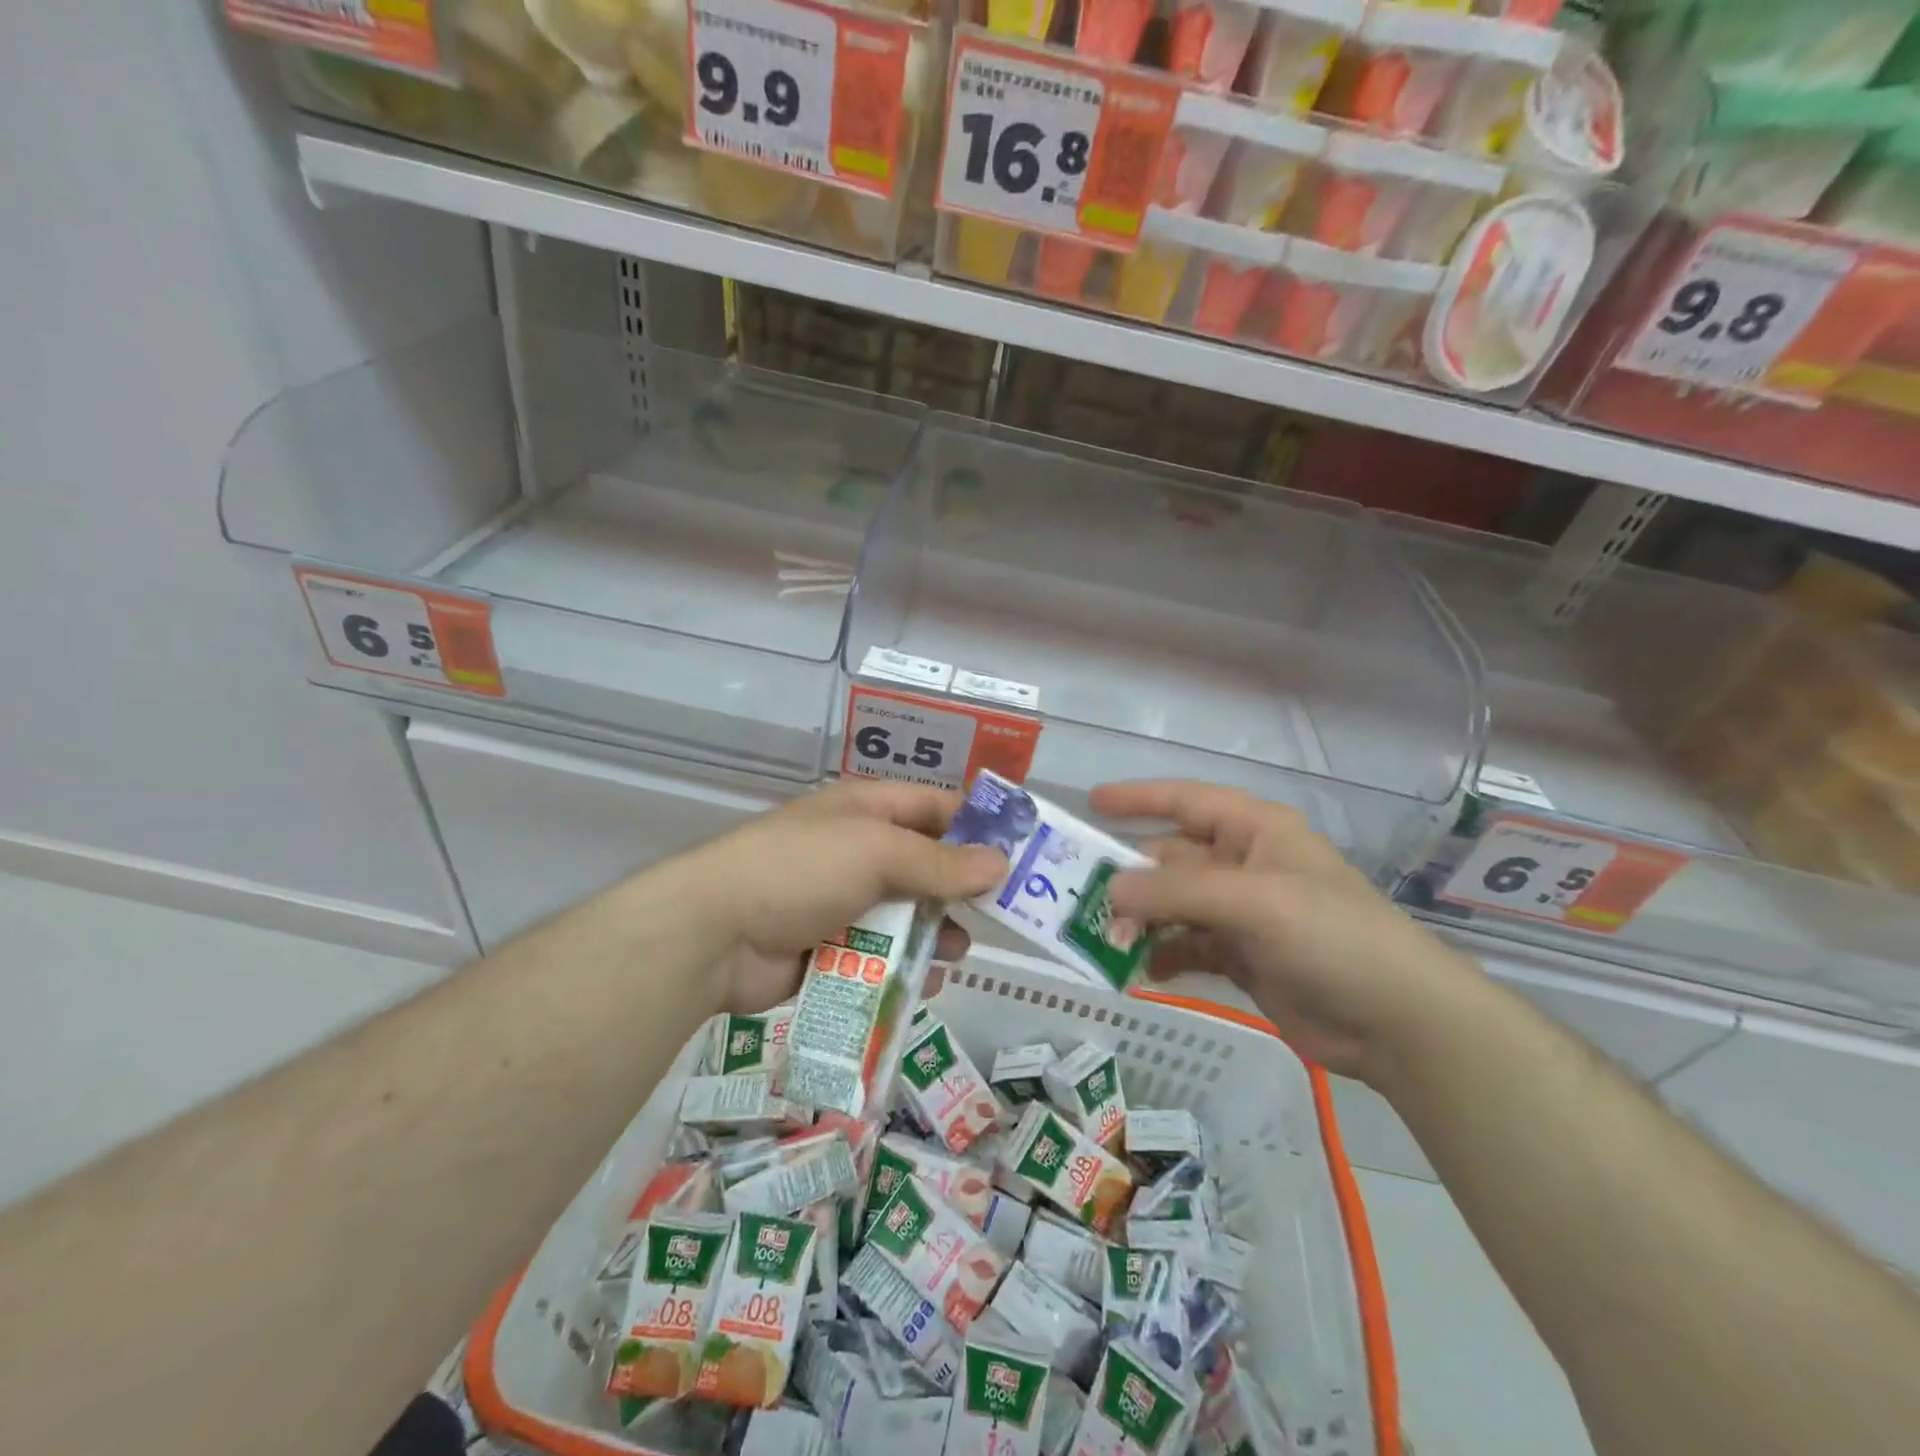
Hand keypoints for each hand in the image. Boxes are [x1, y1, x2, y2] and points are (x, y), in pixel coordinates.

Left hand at [683, 780, 1008, 1015]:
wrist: (715, 934)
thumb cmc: (801, 870)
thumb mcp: (876, 852)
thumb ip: (940, 863)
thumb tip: (1001, 863)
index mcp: (867, 810)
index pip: (935, 806)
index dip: (977, 824)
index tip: (1021, 850)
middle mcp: (859, 851)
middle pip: (926, 864)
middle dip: (961, 888)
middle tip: (1004, 913)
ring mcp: (844, 901)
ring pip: (908, 914)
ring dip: (935, 931)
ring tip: (958, 951)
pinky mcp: (833, 948)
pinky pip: (883, 954)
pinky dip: (906, 964)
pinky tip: (927, 980)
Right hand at [1091, 780, 1486, 1087]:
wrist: (1398, 1022)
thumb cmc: (1333, 937)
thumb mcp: (1256, 901)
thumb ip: (1178, 891)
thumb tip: (1109, 891)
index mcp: (1255, 831)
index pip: (1187, 801)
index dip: (1139, 798)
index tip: (1091, 803)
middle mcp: (1244, 865)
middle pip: (1171, 858)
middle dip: (1131, 876)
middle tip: (1084, 897)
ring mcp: (1242, 913)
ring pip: (1174, 905)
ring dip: (1142, 920)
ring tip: (1109, 941)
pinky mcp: (1242, 957)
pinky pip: (1186, 945)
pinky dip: (1162, 954)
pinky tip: (1141, 969)